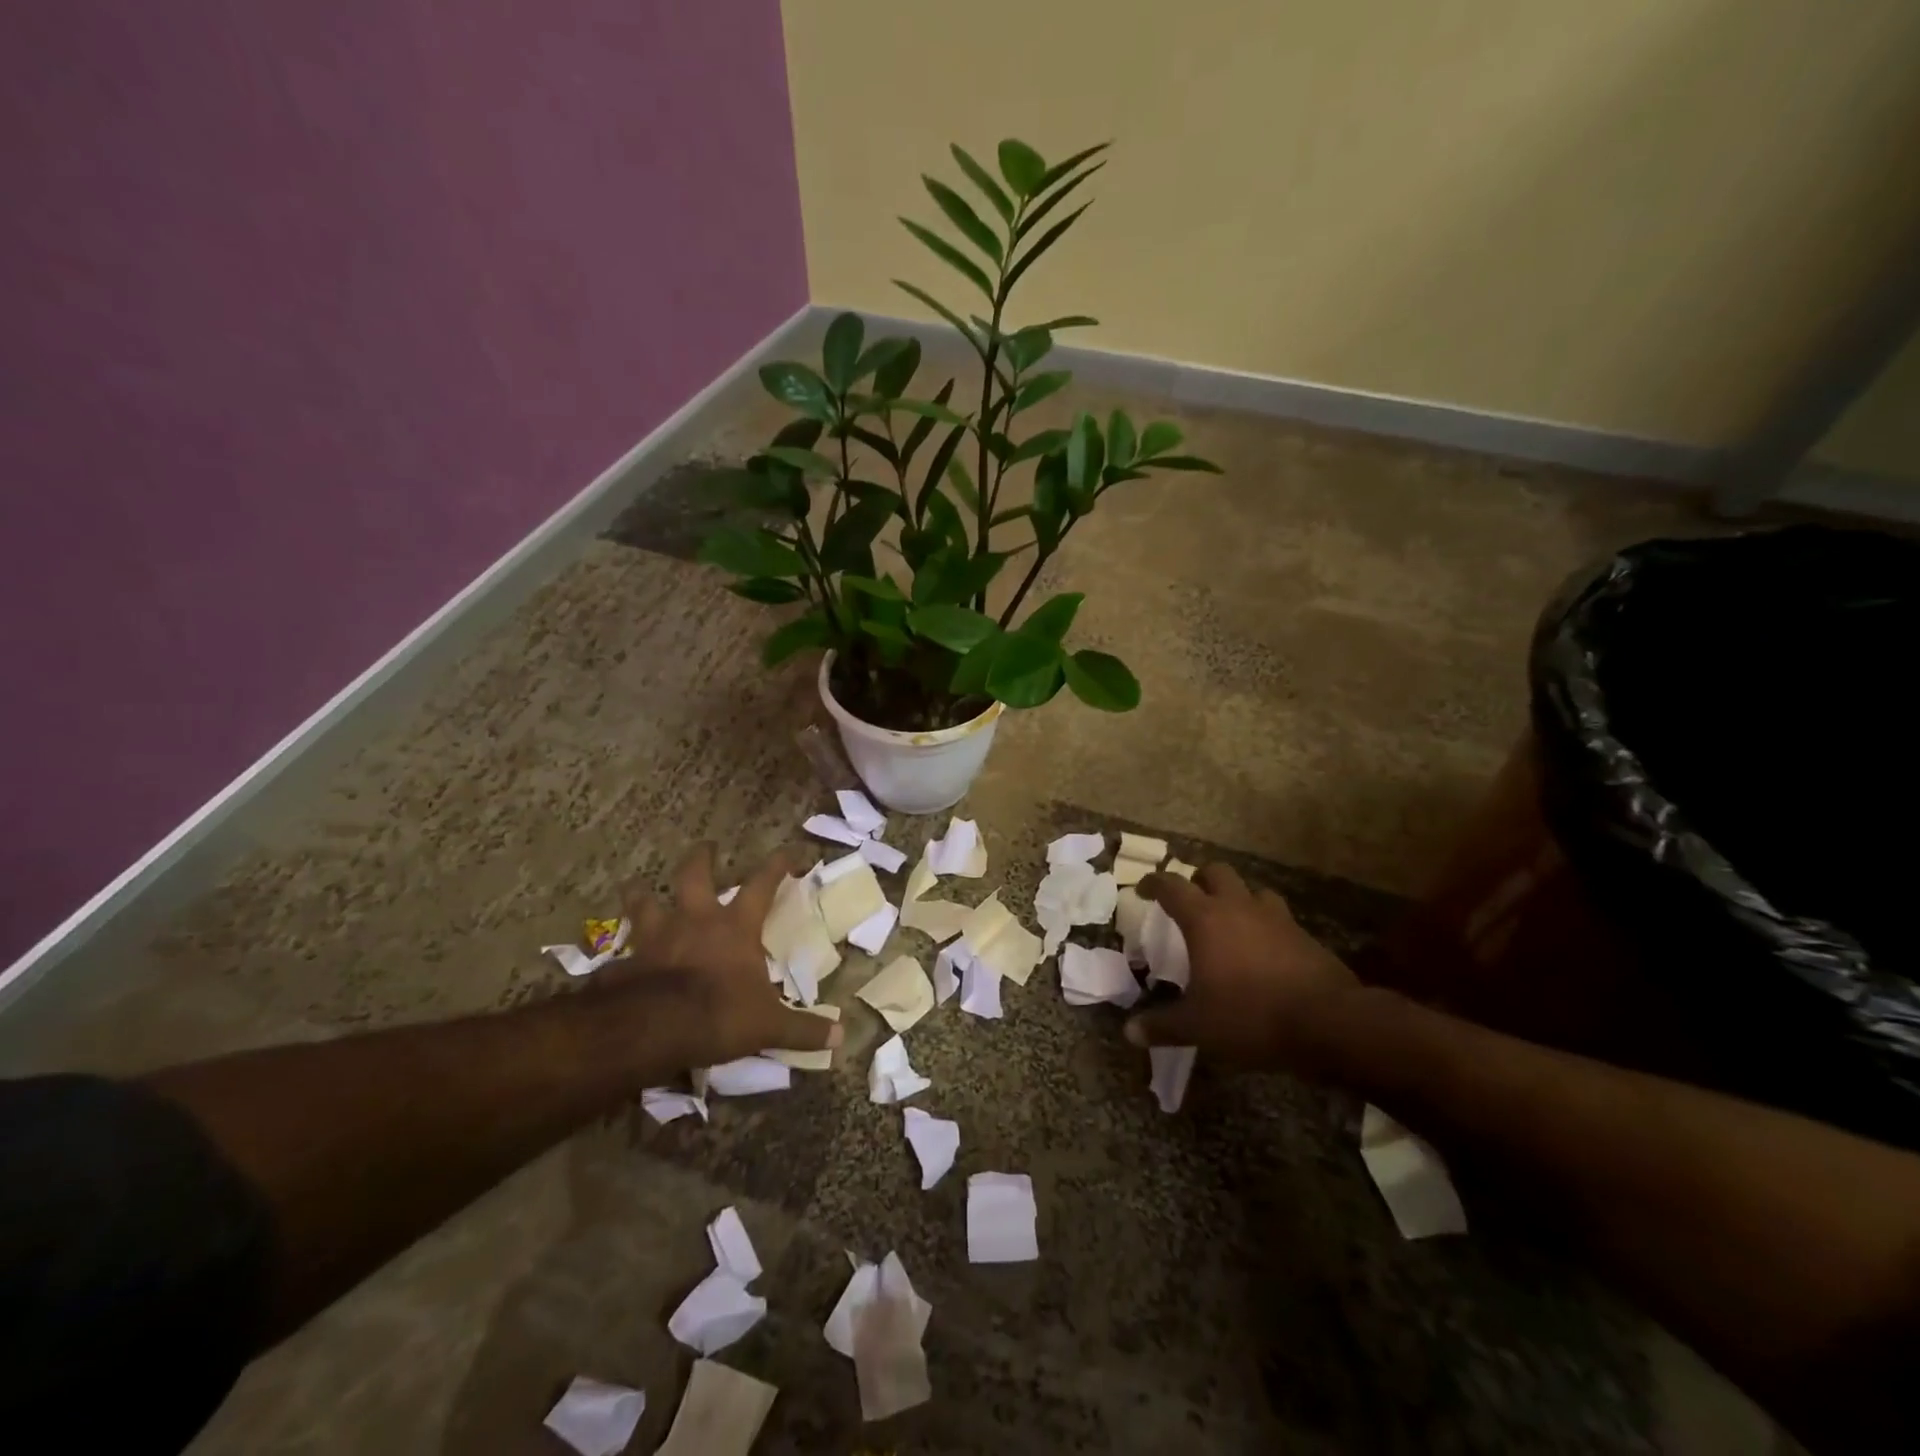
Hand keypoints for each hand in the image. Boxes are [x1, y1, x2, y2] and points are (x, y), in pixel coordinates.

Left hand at [610, 844, 840, 1067]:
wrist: (656, 1029)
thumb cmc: (720, 1014)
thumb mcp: (769, 1025)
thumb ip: (803, 1029)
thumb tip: (842, 1036)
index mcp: (734, 926)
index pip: (762, 884)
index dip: (777, 864)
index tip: (788, 849)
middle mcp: (694, 921)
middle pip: (694, 875)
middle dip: (700, 858)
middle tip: (705, 846)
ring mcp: (655, 939)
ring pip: (643, 903)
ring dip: (640, 894)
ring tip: (636, 886)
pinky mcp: (625, 964)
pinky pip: (618, 956)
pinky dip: (617, 958)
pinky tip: (613, 963)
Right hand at [1124, 862, 1357, 1065]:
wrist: (1329, 1022)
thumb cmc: (1251, 1015)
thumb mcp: (1198, 1026)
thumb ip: (1162, 1026)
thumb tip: (1129, 1032)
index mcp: (1205, 919)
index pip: (1172, 886)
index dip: (1153, 883)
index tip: (1142, 889)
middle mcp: (1239, 907)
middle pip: (1216, 872)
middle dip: (1199, 879)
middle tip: (1190, 899)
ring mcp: (1276, 918)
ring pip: (1253, 890)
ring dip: (1238, 898)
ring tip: (1230, 920)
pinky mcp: (1305, 936)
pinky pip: (1279, 918)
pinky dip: (1265, 925)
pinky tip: (1264, 950)